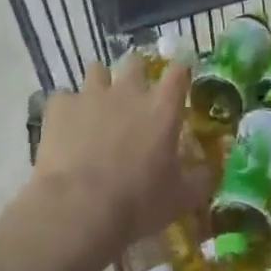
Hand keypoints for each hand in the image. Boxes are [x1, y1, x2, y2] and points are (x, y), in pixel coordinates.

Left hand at [28, 60, 213, 270]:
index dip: (179, 74)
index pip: (178, 72)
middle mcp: (128, 91)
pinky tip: (65, 130)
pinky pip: (64, 98)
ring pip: (97, 70)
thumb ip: (200, 180)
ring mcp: (91, 95)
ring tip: (96, 107)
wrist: (79, 208)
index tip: (179, 83)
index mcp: (162, 108)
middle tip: (134, 96)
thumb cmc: (138, 203)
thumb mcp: (180, 199)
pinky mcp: (60, 107)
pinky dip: (67, 110)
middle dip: (135, 74)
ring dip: (99, 85)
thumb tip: (210, 171)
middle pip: (135, 62)